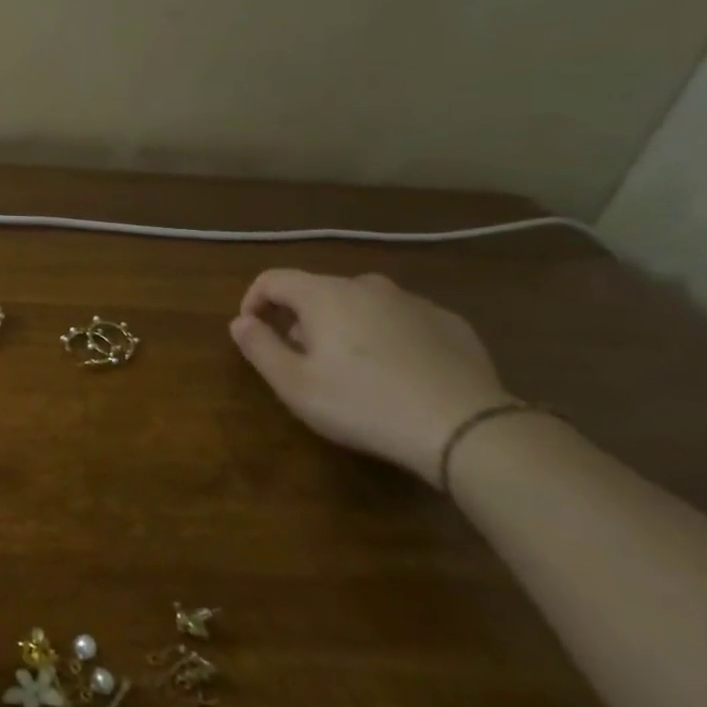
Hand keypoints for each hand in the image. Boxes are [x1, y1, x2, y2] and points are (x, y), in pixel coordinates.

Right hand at [228, 270, 511, 481]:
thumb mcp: (294, 384)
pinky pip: (401, 320)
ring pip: (362, 304)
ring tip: (351, 369)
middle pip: (318, 291)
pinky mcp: (450, 323)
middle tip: (302, 361)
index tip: (252, 332)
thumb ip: (259, 347)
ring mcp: (413, 301)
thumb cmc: (363, 403)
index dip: (253, 301)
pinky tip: (396, 373)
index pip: (272, 279)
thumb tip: (241, 322)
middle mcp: (367, 285)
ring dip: (344, 326)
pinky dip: (386, 336)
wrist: (466, 427)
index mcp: (324, 294)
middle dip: (300, 319)